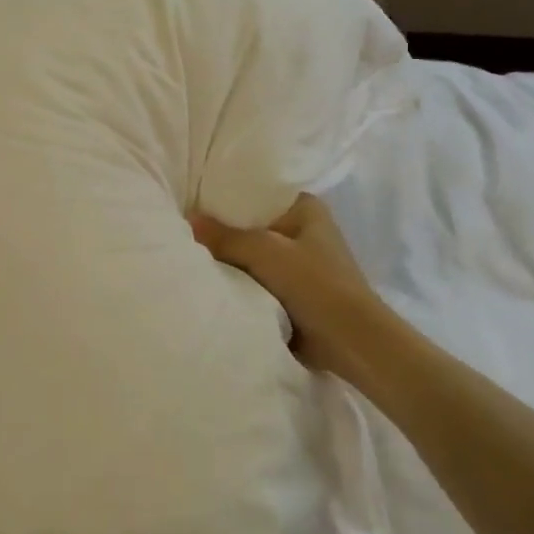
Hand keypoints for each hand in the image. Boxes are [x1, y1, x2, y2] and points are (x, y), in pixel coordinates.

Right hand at [191, 194, 383, 379]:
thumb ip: (225, 236)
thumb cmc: (315, 284)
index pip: (257, 192)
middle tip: (183, 227)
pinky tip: (209, 278)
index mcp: (305, 208)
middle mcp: (302, 229)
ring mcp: (298, 262)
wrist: (350, 341)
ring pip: (251, 254)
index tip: (192, 199)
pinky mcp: (292, 291)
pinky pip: (255, 278)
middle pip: (251, 224)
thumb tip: (188, 220)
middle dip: (223, 230)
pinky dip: (238, 281)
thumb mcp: (265, 252)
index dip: (226, 196)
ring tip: (189, 252)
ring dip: (229, 259)